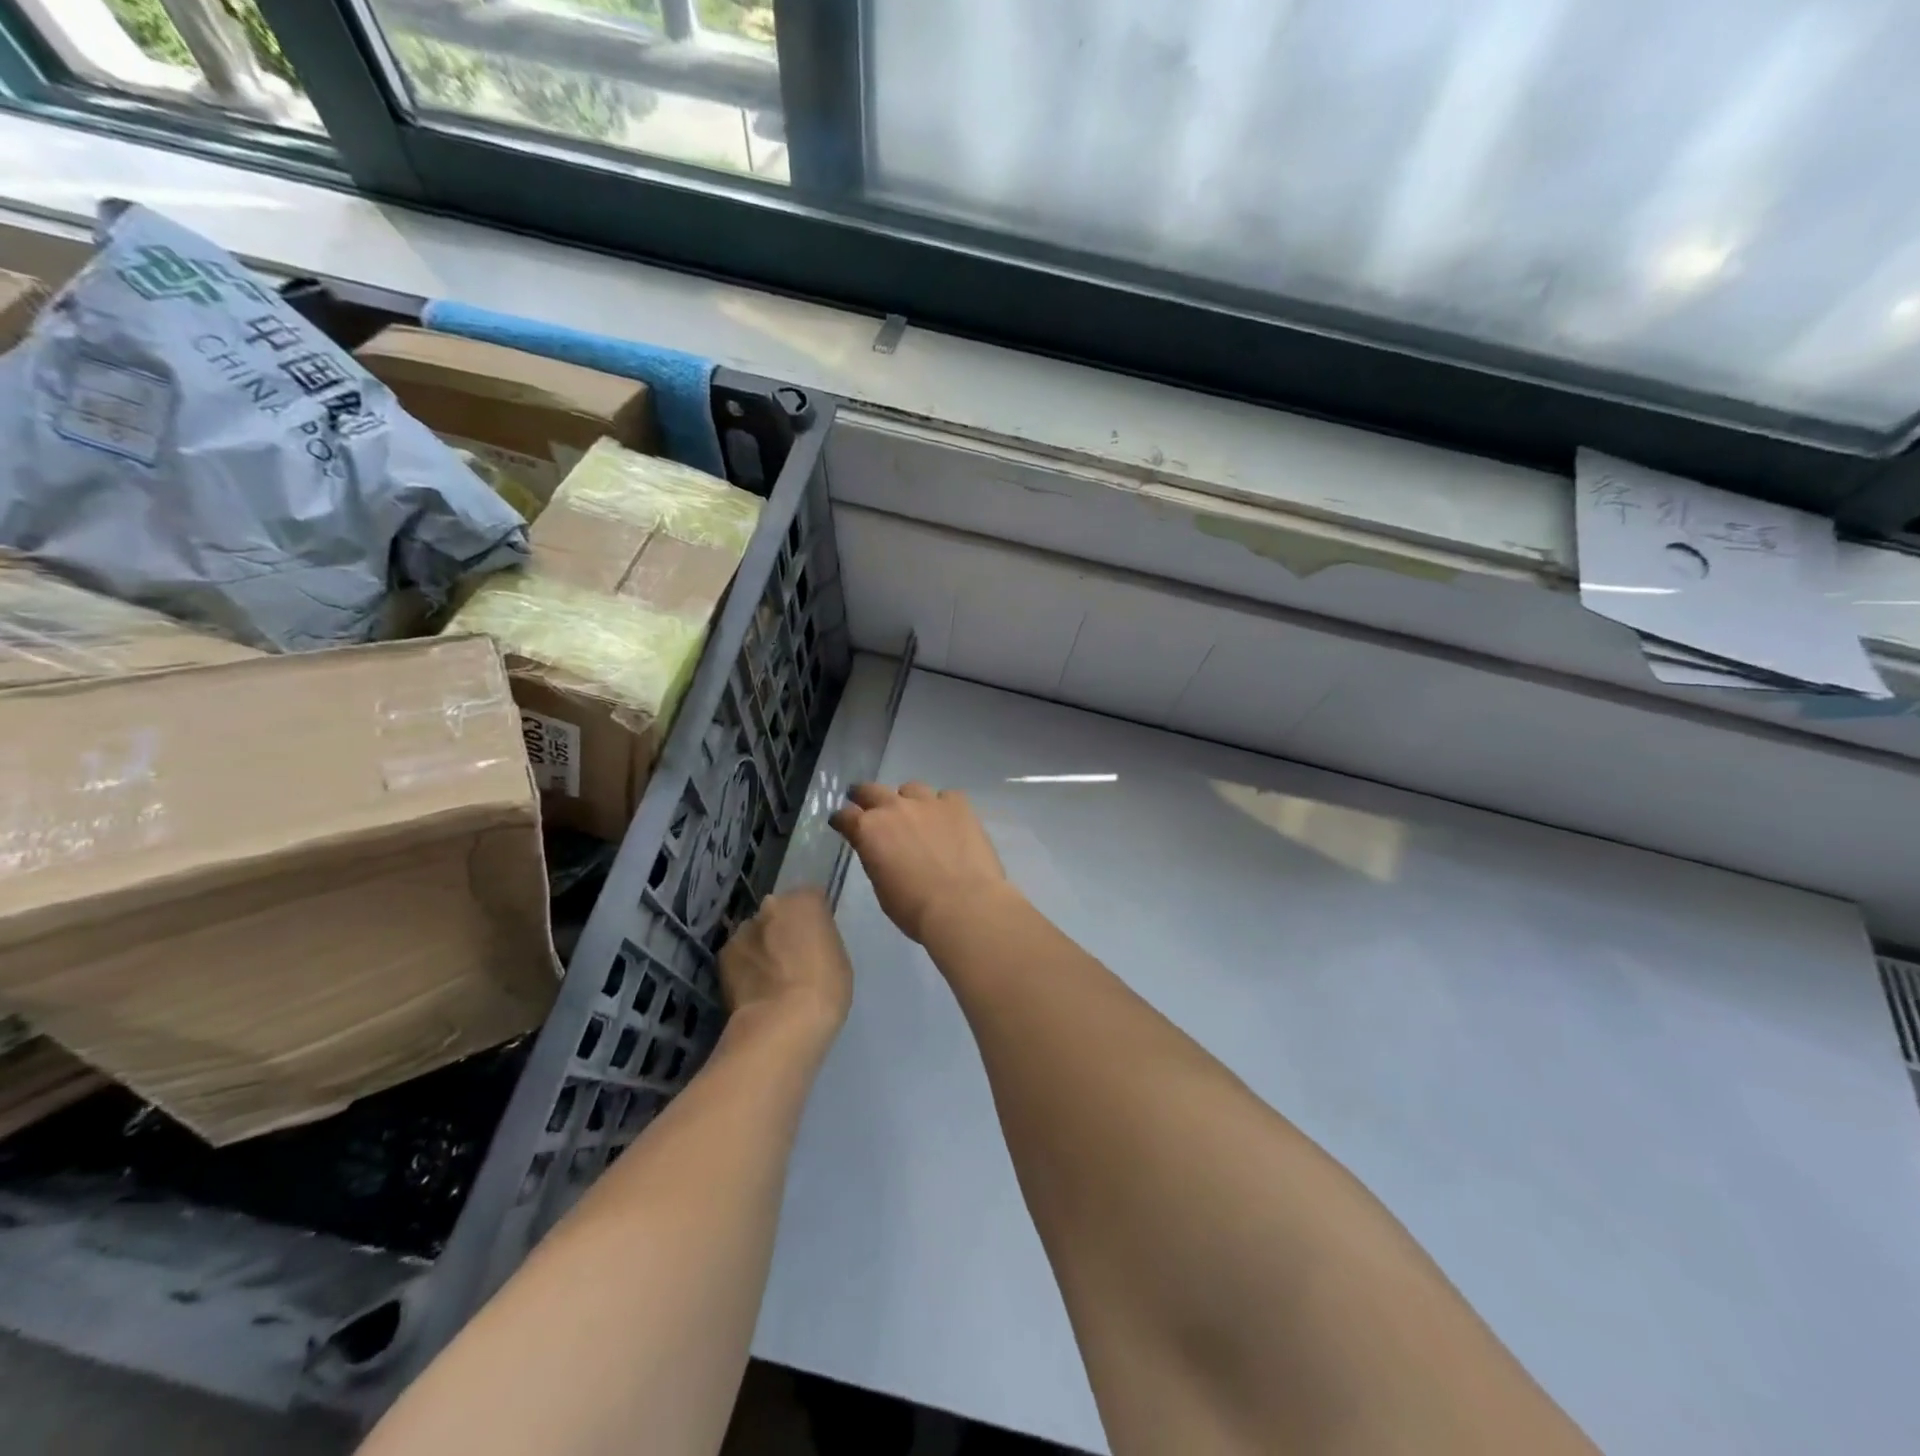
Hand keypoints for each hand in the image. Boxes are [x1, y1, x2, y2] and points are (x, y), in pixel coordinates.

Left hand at [718, 890, 852, 1036]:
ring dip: (762, 946)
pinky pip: (739, 954)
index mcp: (806, 900)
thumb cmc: (825, 990)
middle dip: (784, 928)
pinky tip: (754, 988)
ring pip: (756, 932)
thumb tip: (807, 941)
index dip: (813, 920)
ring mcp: (743, 929)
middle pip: (780, 911)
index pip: (811, 898)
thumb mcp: (839, 958)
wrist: (781, 1025)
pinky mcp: (723, 955)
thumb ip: (820, 939)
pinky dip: (745, 965)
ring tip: (770, 978)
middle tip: (792, 958)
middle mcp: (771, 905)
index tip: (816, 941)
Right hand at [829, 783, 1009, 943]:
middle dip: (865, 796)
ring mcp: (928, 802)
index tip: (842, 823)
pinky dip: (943, 806)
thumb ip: (876, 858)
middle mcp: (894, 807)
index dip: (842, 819)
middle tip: (865, 802)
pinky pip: (946, 797)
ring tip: (915, 814)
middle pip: (872, 790)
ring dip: (907, 800)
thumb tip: (881, 850)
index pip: (845, 815)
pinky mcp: (958, 804)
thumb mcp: (881, 886)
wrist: (963, 905)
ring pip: (911, 788)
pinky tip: (948, 821)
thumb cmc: (915, 908)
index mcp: (869, 830)